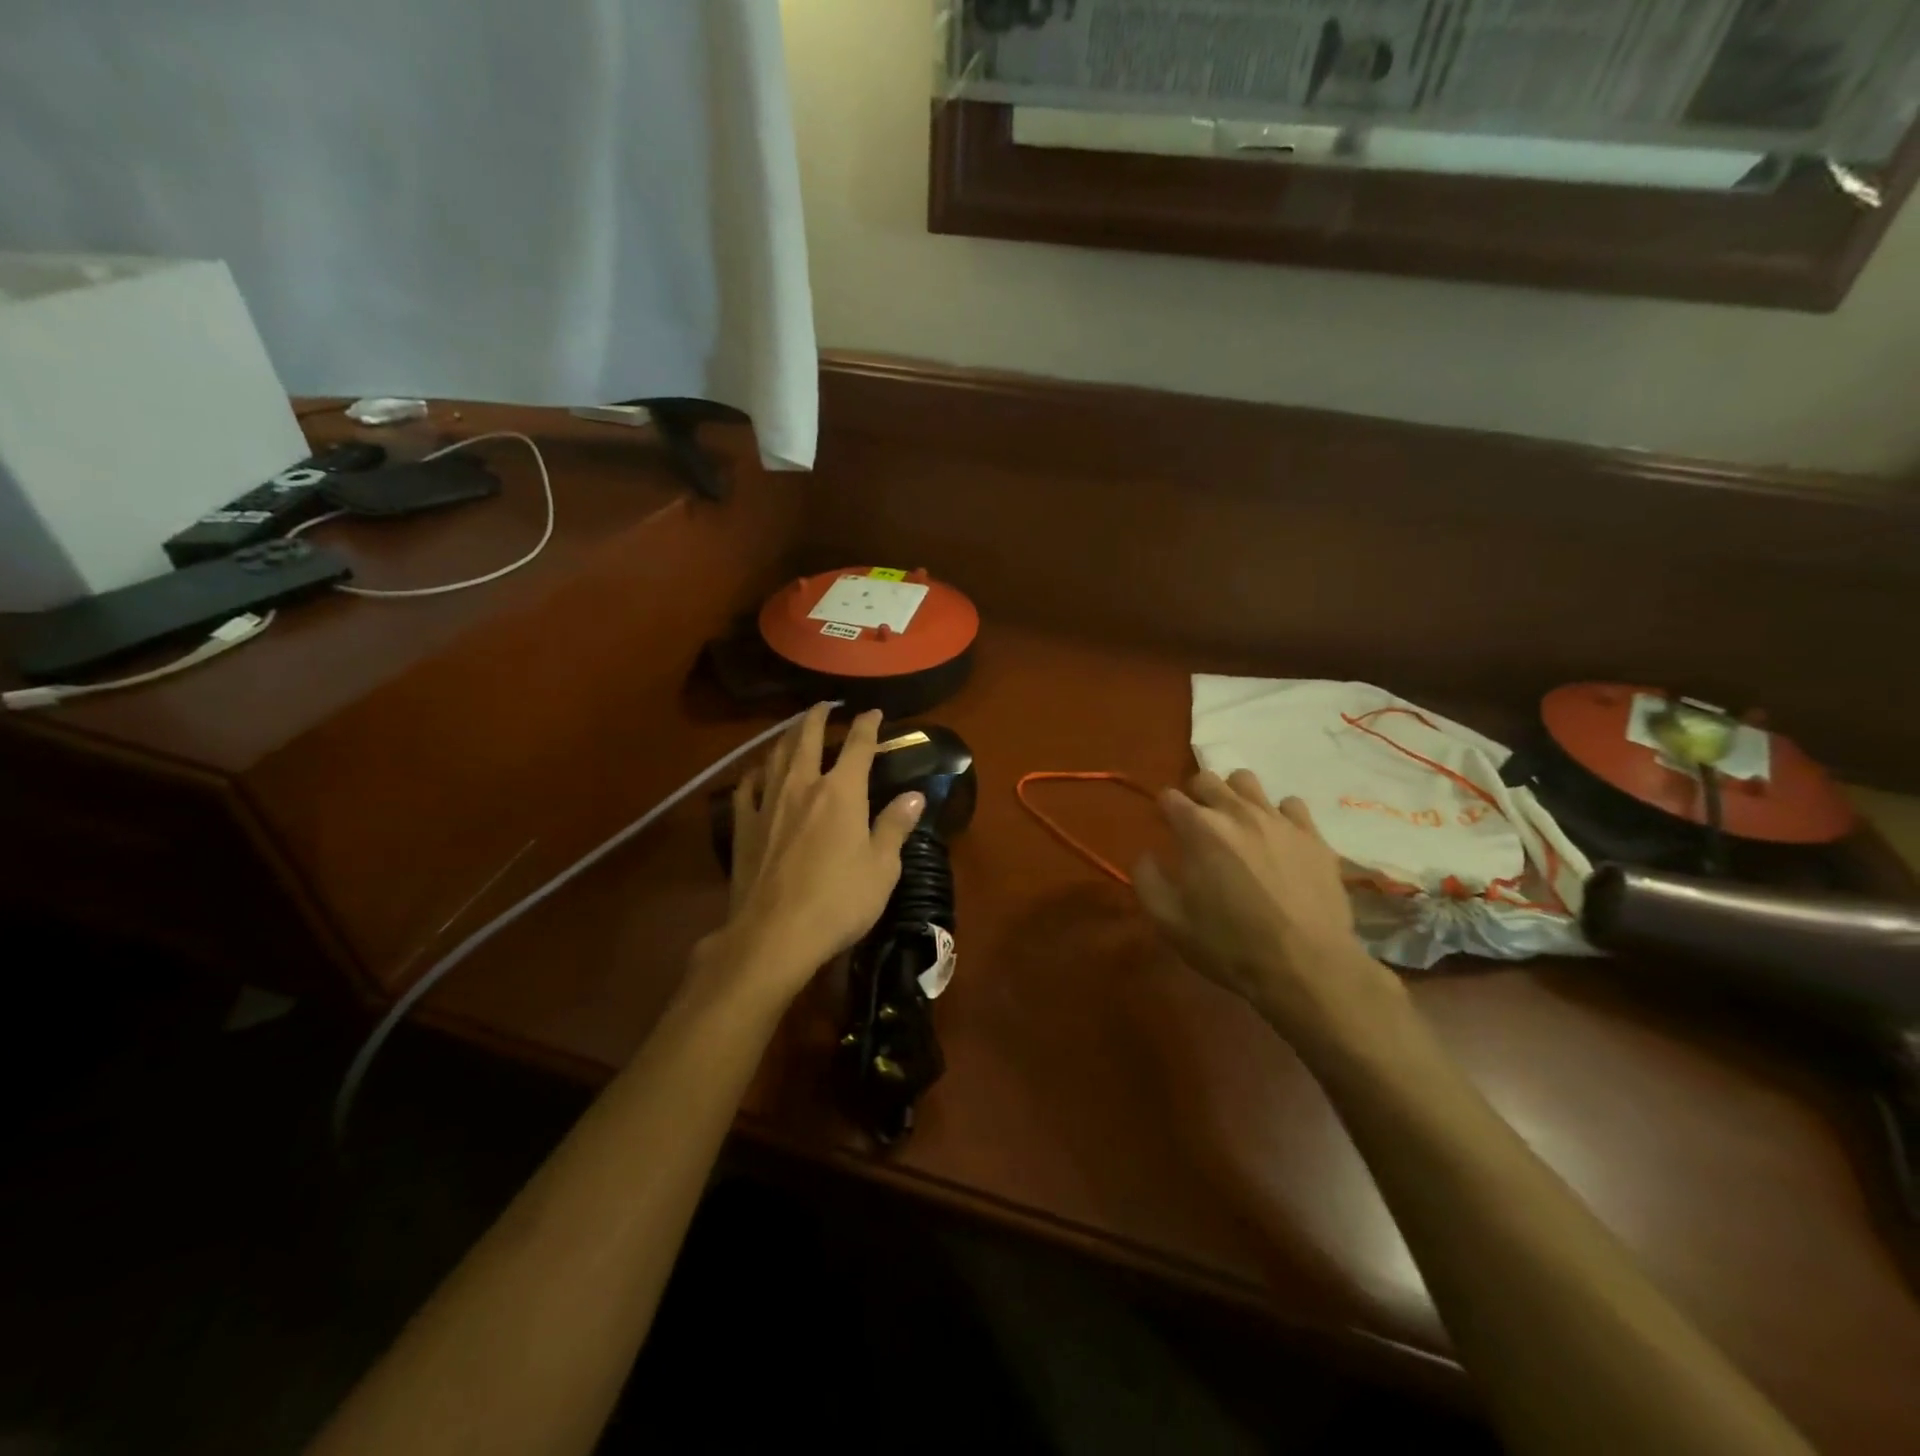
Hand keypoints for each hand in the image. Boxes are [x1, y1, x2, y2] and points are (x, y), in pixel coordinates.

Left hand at [712, 704, 924, 1003]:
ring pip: (775, 756)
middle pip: (807, 738)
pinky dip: (756, 773)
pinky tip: (758, 773)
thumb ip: (895, 826)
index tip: (874, 713)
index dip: (868, 725)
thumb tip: (914, 796)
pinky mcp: (743, 827)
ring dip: (786, 737)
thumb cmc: (839, 901)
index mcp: (841, 792)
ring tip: (793, 729)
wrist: (774, 934)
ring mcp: (768, 804)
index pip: (858, 745)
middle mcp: (802, 785)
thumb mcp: (882, 868)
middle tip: (824, 705)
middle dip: (818, 717)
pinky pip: (747, 788)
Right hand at [1133, 770, 1400, 1048]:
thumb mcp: (1169, 921)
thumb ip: (1147, 879)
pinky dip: (1278, 816)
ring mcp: (1279, 820)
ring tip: (1238, 825)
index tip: (1167, 830)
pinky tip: (1278, 840)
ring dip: (1235, 797)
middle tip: (1199, 826)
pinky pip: (1291, 805)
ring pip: (1248, 782)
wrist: (1306, 966)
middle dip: (1196, 796)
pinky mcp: (1313, 835)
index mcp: (1198, 828)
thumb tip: (1147, 855)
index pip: (1170, 796)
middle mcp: (1237, 812)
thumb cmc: (1229, 945)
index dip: (1164, 812)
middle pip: (1207, 778)